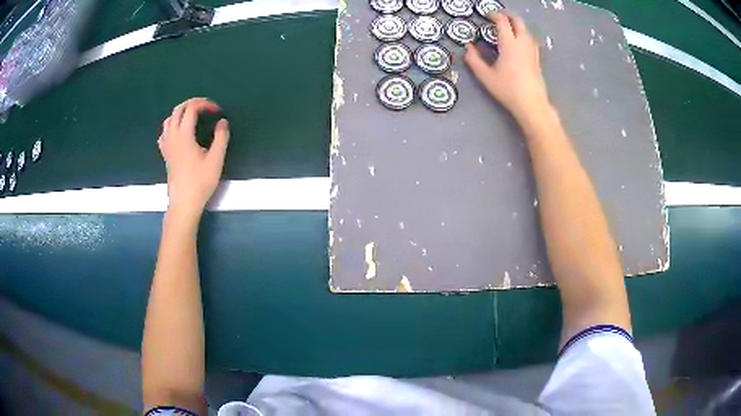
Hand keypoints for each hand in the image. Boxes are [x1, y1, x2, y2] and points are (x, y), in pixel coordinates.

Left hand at [159, 97, 229, 219]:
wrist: (184, 202)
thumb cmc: (200, 182)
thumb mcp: (216, 159)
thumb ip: (221, 137)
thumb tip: (222, 121)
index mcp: (184, 135)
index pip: (192, 109)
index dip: (205, 104)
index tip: (217, 111)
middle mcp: (172, 136)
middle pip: (178, 110)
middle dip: (193, 104)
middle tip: (207, 108)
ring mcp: (167, 145)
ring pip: (169, 119)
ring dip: (181, 113)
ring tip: (194, 117)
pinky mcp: (165, 154)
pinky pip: (164, 133)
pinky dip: (172, 126)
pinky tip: (179, 132)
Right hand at [465, 11, 550, 123]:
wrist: (532, 104)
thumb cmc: (508, 90)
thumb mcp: (486, 77)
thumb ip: (474, 60)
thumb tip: (468, 47)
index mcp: (509, 44)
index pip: (502, 22)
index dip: (494, 15)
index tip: (487, 14)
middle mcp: (522, 43)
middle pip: (518, 22)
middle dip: (508, 15)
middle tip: (499, 15)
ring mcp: (532, 51)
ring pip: (527, 30)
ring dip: (517, 24)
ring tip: (509, 27)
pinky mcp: (537, 59)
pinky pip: (531, 40)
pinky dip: (524, 35)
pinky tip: (520, 41)